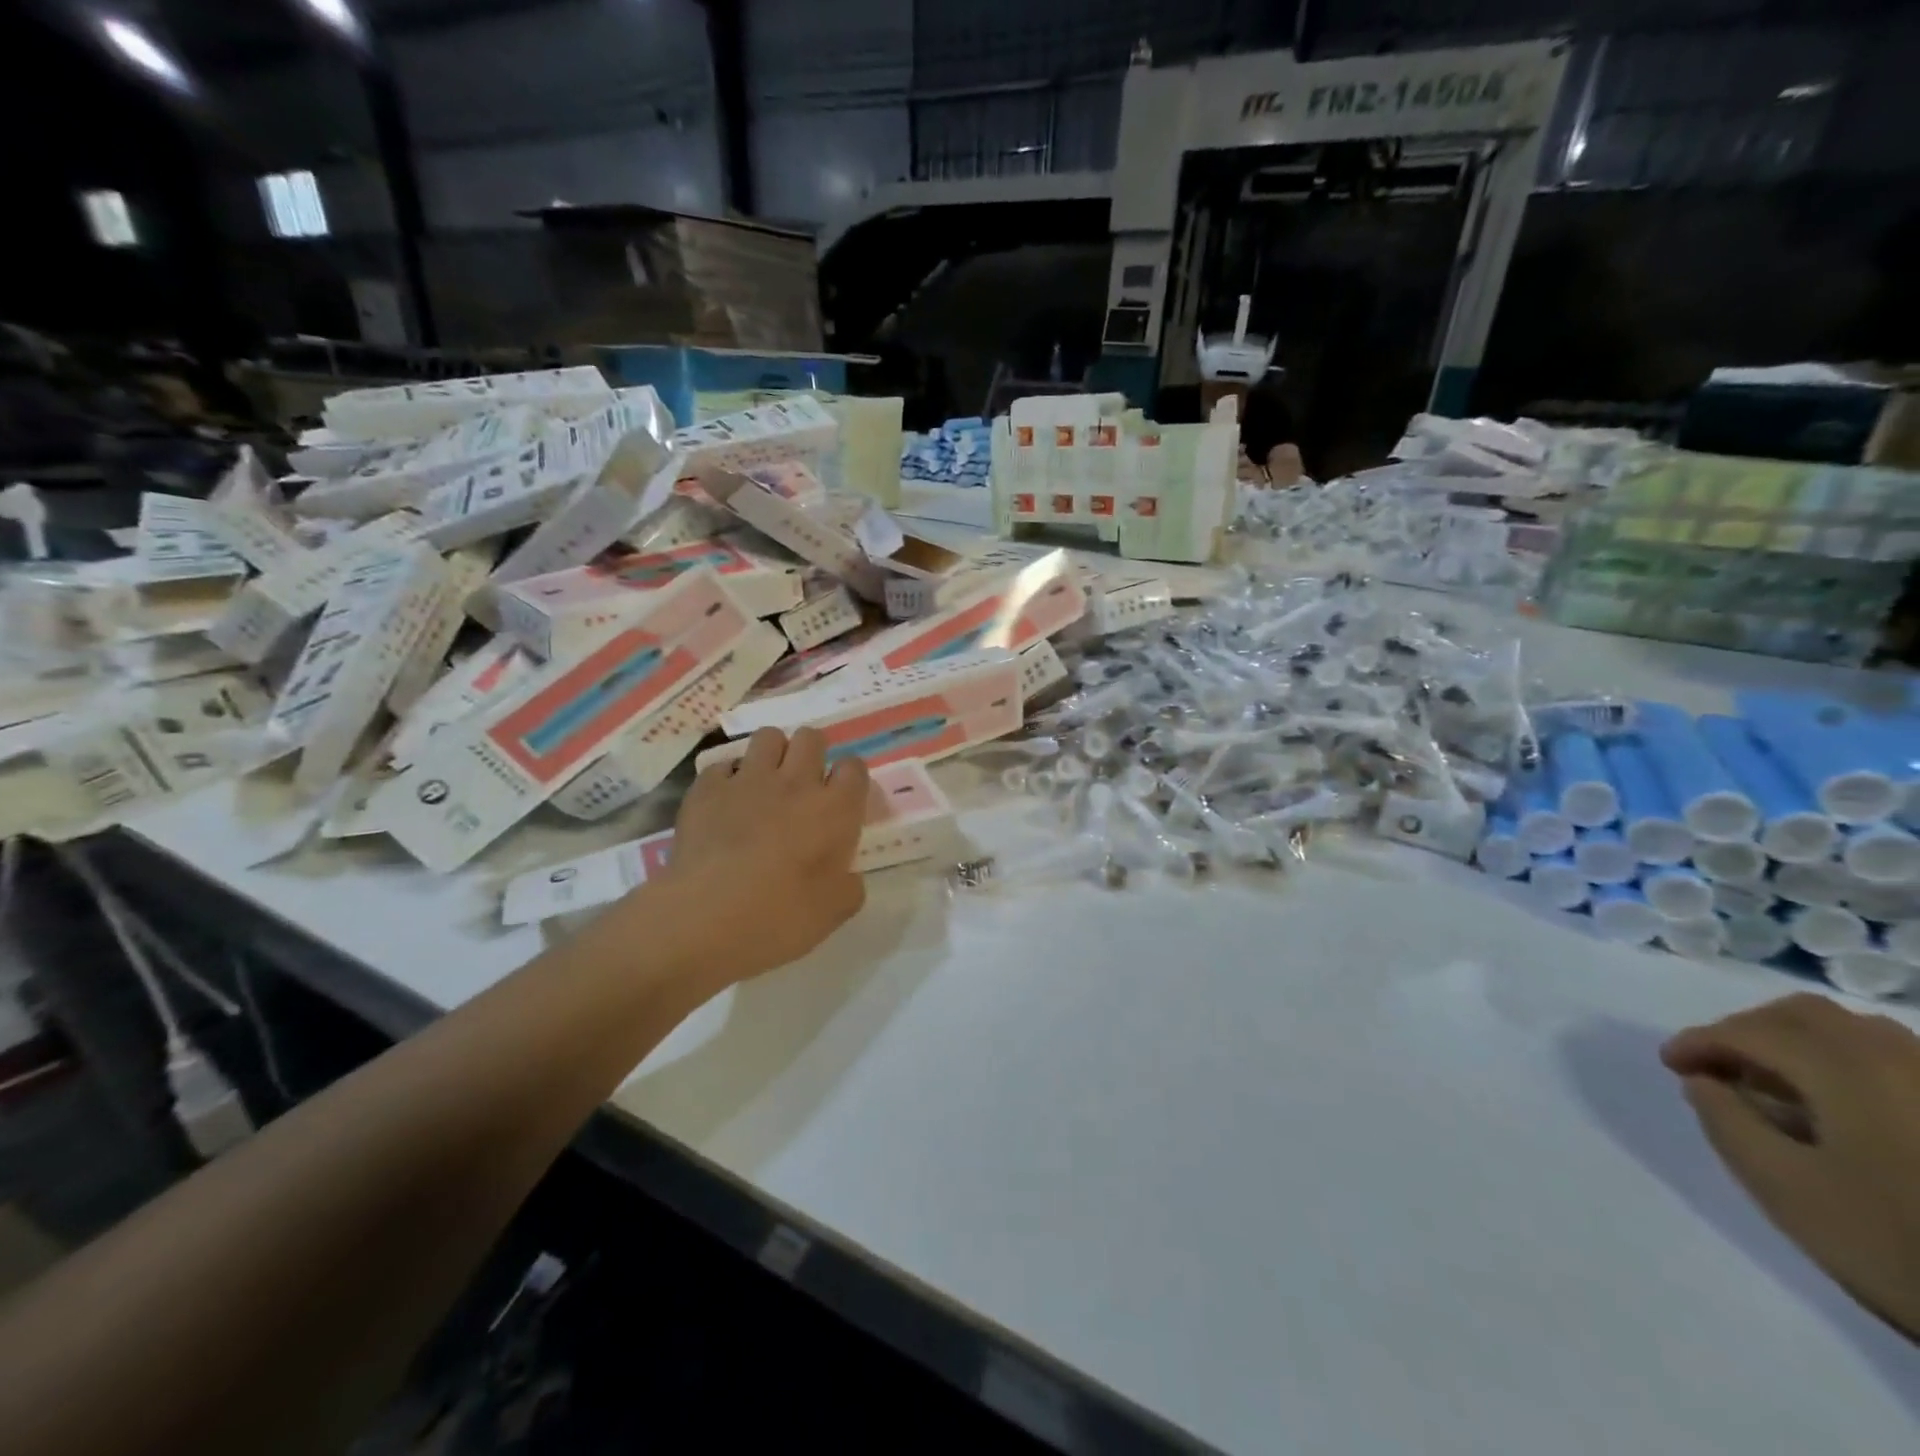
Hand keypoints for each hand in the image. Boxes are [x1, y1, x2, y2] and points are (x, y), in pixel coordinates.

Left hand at [642, 728, 868, 993]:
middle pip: (811, 738)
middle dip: (812, 753)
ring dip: (772, 754)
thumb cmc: (779, 917)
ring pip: (768, 737)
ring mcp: (748, 780)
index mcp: (835, 810)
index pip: (854, 767)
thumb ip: (849, 887)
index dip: (850, 779)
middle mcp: (796, 782)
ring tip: (765, 783)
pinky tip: (724, 802)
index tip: (842, 800)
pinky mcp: (707, 788)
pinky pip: (722, 765)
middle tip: (804, 785)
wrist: (704, 918)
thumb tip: (847, 876)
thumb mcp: (833, 912)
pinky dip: (727, 778)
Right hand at [1663, 993, 1919, 1337]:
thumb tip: (1704, 1081)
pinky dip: (1845, 1062)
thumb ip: (1727, 1122)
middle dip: (1746, 1031)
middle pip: (1803, 1015)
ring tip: (1776, 1085)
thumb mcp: (1785, 1189)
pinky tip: (1841, 1104)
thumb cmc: (1896, 1244)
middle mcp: (1898, 1059)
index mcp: (1845, 1070)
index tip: (1670, 1066)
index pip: (1747, 1032)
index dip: (1697, 1042)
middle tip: (1718, 1068)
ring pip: (1854, 1031)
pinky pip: (1894, 1059)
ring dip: (1796, 1042)